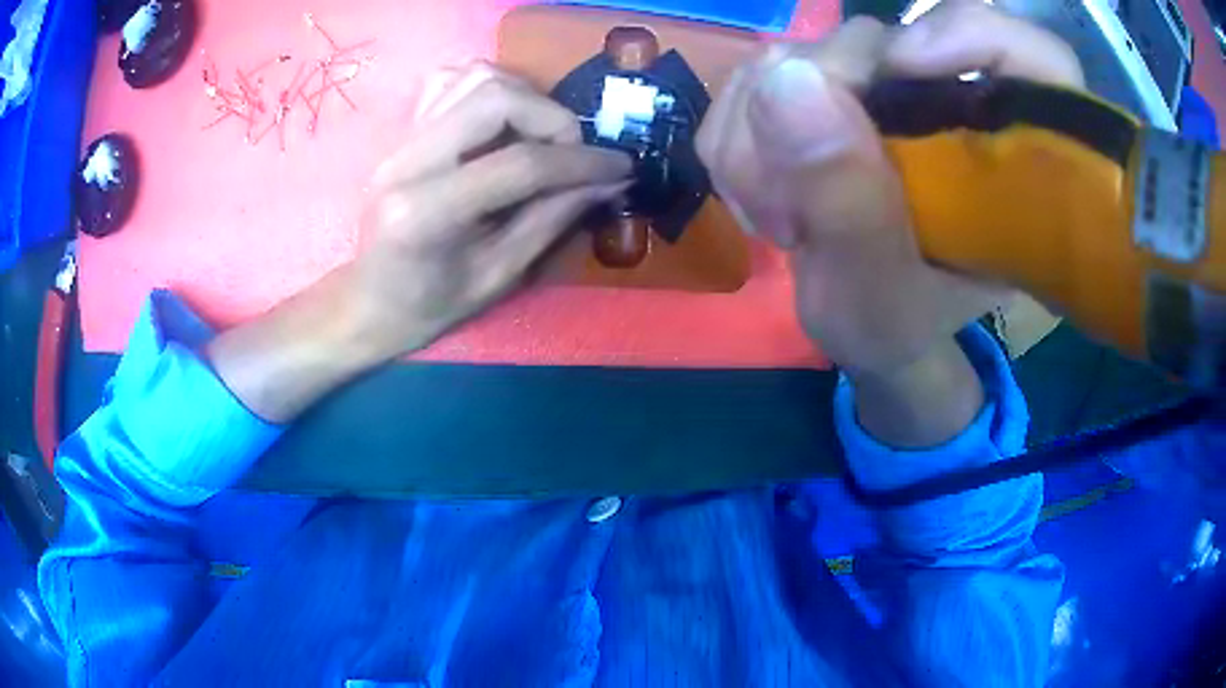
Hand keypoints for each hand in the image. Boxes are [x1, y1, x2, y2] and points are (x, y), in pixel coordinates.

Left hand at [207, 65, 629, 422]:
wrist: (366, 300)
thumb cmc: (427, 306)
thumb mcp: (497, 277)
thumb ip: (552, 220)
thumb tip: (608, 181)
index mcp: (426, 212)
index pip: (520, 164)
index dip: (582, 162)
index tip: (622, 167)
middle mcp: (408, 160)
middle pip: (495, 98)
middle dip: (553, 119)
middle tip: (574, 153)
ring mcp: (400, 139)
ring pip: (475, 77)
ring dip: (527, 97)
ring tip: (543, 137)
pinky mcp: (402, 130)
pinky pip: (451, 80)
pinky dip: (491, 87)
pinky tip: (506, 118)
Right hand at [697, 3, 1082, 378]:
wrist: (868, 322)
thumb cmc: (894, 323)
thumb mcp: (878, 299)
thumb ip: (849, 207)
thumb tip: (787, 81)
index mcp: (1005, 155)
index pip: (1018, 54)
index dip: (960, 40)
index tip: (899, 75)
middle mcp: (946, 99)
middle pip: (873, 41)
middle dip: (810, 114)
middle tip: (793, 208)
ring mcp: (883, 85)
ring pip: (799, 52)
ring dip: (759, 134)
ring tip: (781, 214)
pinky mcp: (831, 87)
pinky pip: (759, 75)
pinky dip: (737, 135)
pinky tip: (763, 193)